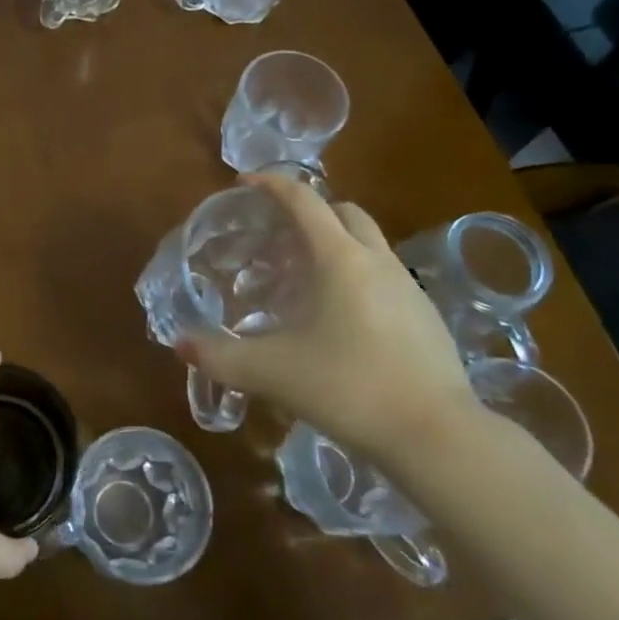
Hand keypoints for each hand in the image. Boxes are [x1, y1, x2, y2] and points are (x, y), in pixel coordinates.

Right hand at [178, 173, 474, 462]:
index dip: (271, 184)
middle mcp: (376, 260)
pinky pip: (385, 277)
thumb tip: (180, 345)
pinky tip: (341, 321)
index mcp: (339, 258)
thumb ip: (221, 357)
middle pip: (343, 212)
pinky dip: (357, 278)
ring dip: (335, 246)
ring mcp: (408, 287)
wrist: (438, 437)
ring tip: (303, 280)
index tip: (243, 182)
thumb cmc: (349, 388)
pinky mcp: (426, 317)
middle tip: (277, 237)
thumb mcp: (273, 372)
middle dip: (310, 212)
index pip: (303, 200)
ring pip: (368, 245)